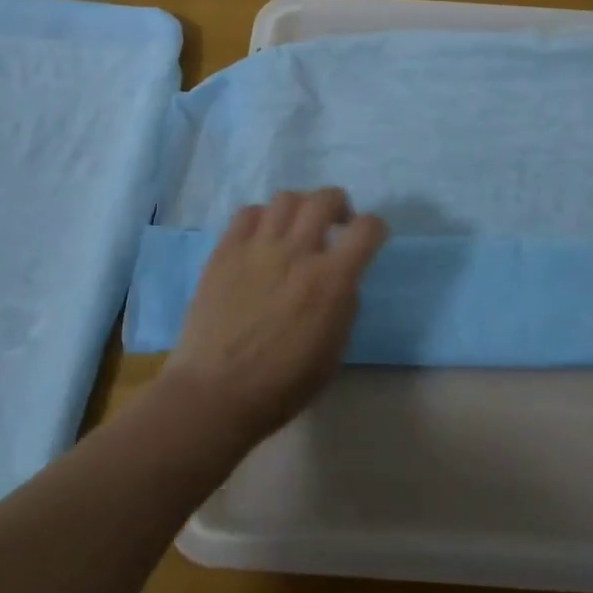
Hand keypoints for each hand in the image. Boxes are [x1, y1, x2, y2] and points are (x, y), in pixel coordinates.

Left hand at [164, 188, 388, 444]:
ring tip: (296, 229)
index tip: (370, 239)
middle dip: (339, 205)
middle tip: (335, 225)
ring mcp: (256, 248)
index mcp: (331, 280)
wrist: (216, 394)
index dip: (376, 228)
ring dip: (300, 208)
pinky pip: (247, 212)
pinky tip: (262, 238)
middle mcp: (296, 252)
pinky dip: (263, 217)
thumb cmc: (283, 385)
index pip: (367, 228)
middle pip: (325, 198)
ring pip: (286, 198)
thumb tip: (342, 280)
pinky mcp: (224, 251)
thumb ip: (344, 305)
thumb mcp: (334, 351)